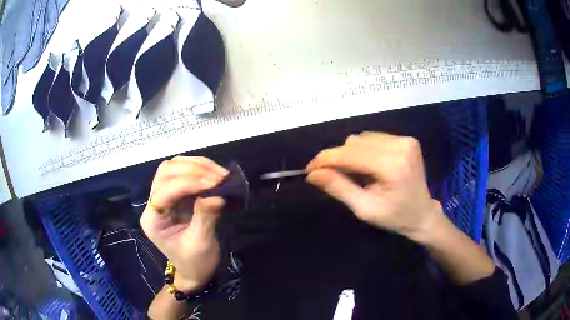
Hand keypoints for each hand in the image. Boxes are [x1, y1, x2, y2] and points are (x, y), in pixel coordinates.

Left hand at [140, 156, 228, 292]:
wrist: (195, 270)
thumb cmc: (195, 263)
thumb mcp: (201, 244)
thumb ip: (205, 218)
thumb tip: (216, 195)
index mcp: (153, 220)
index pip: (164, 191)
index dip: (188, 183)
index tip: (214, 183)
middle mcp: (154, 204)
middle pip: (165, 172)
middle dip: (192, 170)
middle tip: (218, 178)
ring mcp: (164, 196)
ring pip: (173, 167)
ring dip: (197, 165)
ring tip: (219, 174)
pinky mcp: (176, 194)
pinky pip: (184, 171)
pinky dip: (200, 168)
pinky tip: (214, 173)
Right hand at [306, 132, 444, 242]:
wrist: (423, 214)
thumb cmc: (395, 217)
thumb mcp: (364, 209)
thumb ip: (339, 188)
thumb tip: (312, 174)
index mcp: (393, 167)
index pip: (350, 154)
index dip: (325, 159)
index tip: (309, 170)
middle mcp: (400, 146)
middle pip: (354, 143)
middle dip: (337, 158)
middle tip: (330, 176)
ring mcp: (405, 140)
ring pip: (362, 138)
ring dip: (351, 154)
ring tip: (355, 174)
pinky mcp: (406, 139)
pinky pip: (373, 138)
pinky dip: (363, 150)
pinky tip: (368, 165)